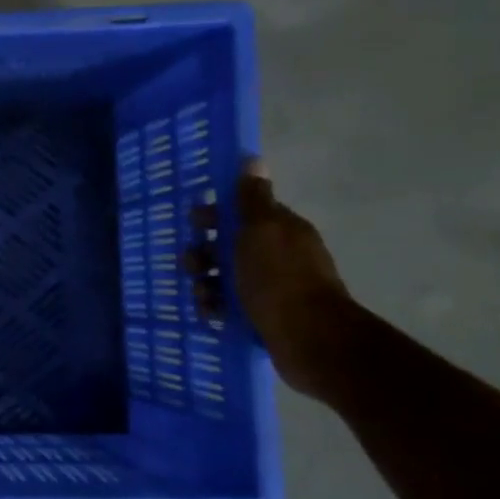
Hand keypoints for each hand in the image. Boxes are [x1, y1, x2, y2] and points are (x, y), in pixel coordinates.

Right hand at [189, 159, 356, 399]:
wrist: (308, 338)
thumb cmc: (279, 279)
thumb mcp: (261, 231)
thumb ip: (252, 199)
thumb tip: (252, 160)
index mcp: (281, 231)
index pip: (243, 213)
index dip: (216, 215)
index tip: (194, 223)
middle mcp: (278, 256)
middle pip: (228, 247)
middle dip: (204, 254)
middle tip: (191, 266)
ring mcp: (271, 289)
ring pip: (224, 279)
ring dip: (205, 285)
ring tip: (201, 297)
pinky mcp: (263, 317)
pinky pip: (229, 306)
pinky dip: (215, 309)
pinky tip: (211, 315)